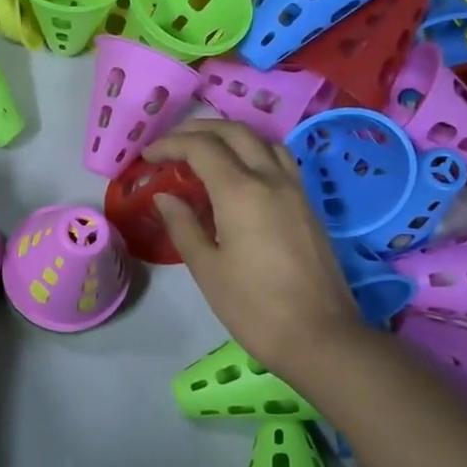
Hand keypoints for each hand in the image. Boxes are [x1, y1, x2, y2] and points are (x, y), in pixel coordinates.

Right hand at [144, 119, 360, 369]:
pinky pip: (279, 160)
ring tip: (204, 151)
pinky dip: (253, 152)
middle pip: (234, 132)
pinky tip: (240, 173)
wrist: (319, 335)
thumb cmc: (253, 306)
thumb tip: (165, 196)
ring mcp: (295, 189)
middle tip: (171, 145)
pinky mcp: (308, 205)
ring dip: (230, 136)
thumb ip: (183, 225)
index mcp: (240, 191)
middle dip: (198, 130)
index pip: (201, 148)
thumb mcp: (207, 268)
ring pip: (262, 141)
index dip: (170, 145)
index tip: (147, 156)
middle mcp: (271, 178)